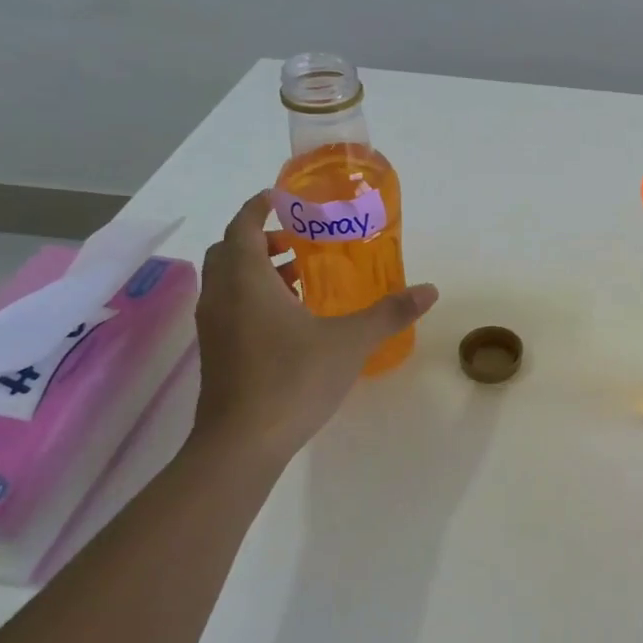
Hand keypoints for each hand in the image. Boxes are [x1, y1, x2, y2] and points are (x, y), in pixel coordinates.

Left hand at [192, 192, 437, 457]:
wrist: (242, 444)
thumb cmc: (293, 379)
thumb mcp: (351, 342)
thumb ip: (390, 312)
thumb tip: (429, 290)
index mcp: (246, 281)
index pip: (241, 226)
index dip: (258, 207)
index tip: (283, 198)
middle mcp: (222, 297)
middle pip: (229, 251)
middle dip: (260, 239)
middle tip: (299, 239)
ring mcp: (213, 328)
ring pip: (228, 282)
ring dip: (258, 270)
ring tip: (301, 277)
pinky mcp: (216, 354)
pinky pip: (231, 308)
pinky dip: (254, 298)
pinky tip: (292, 320)